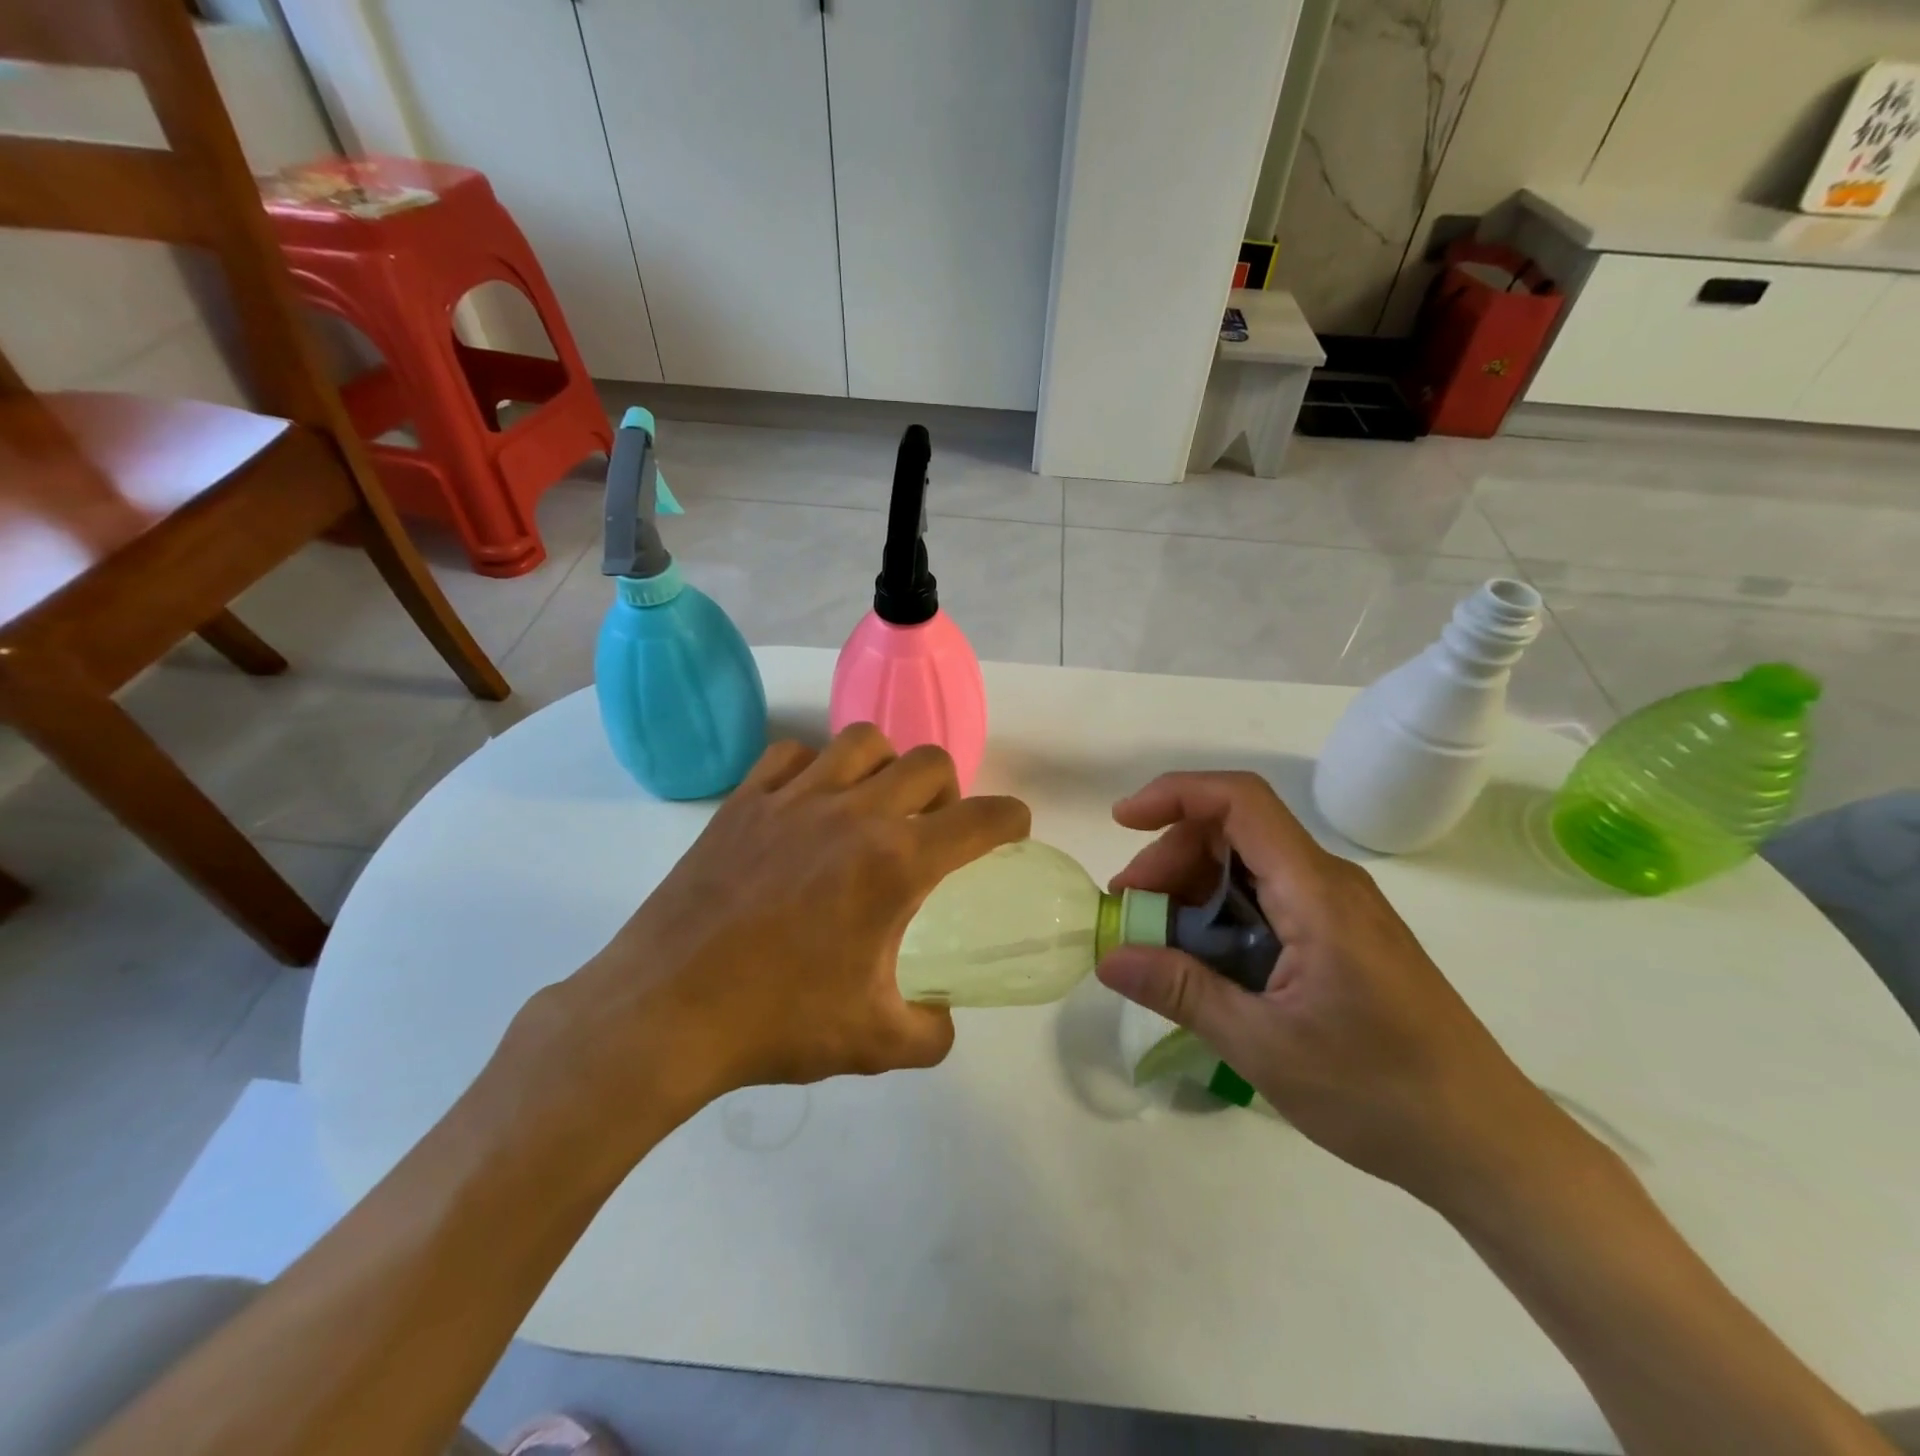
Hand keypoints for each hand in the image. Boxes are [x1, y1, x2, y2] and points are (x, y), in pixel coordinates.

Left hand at [507, 726, 1029, 1138]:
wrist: (664, 1013)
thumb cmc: (776, 1023)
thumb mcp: (875, 1044)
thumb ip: (931, 1030)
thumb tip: (944, 1015)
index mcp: (896, 864)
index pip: (981, 818)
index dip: (1010, 819)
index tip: (1011, 829)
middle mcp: (853, 814)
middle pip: (929, 763)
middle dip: (949, 791)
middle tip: (933, 830)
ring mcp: (793, 799)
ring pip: (863, 741)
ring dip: (885, 766)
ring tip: (872, 806)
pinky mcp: (743, 801)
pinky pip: (791, 754)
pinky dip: (813, 768)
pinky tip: (807, 806)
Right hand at [1097, 771, 1573, 1207]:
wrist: (1489, 1148)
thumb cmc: (1380, 1093)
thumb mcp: (1264, 1046)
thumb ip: (1181, 991)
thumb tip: (1108, 957)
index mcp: (1316, 893)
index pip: (1240, 801)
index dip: (1174, 794)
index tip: (1122, 822)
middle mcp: (1329, 883)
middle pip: (1234, 832)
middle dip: (1171, 858)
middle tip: (1132, 913)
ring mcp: (1340, 910)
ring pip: (1248, 866)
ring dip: (1192, 890)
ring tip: (1159, 945)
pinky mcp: (1343, 938)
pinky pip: (1269, 900)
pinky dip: (1222, 916)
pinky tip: (1205, 964)